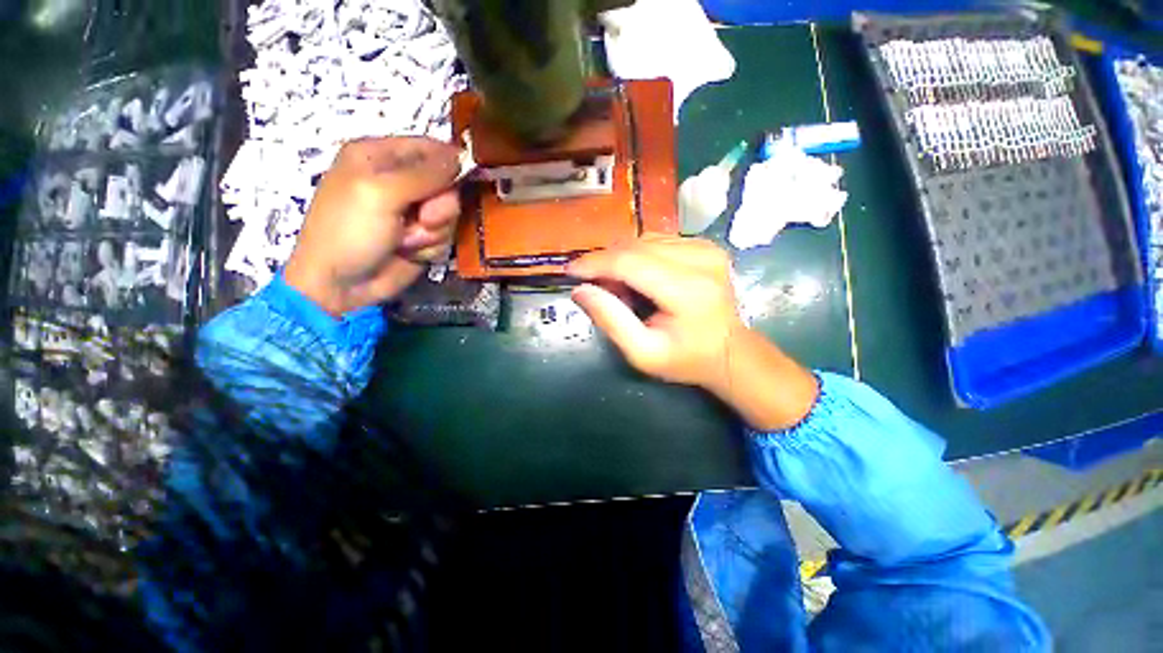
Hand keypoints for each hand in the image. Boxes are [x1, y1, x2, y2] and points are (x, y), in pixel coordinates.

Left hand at [284, 137, 461, 315]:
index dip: (449, 163)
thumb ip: (423, 174)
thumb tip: (461, 157)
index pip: (429, 148)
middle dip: (440, 206)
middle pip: (446, 184)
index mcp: (379, 157)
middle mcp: (399, 181)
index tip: (461, 180)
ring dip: (433, 231)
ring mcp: (412, 212)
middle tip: (424, 219)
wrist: (341, 284)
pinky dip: (430, 246)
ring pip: (449, 213)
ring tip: (407, 240)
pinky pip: (445, 236)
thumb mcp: (381, 194)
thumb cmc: (349, 231)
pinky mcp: (422, 237)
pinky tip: (409, 252)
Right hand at [568, 236, 818, 430]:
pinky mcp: (705, 245)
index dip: (594, 263)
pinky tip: (641, 277)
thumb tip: (580, 290)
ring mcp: (706, 248)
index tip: (570, 271)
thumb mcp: (643, 353)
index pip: (629, 261)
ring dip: (622, 259)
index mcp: (687, 290)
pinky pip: (657, 240)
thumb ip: (610, 320)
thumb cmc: (686, 359)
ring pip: (644, 239)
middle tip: (598, 288)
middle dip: (606, 262)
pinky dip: (639, 255)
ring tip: (623, 288)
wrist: (731, 351)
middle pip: (635, 246)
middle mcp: (700, 259)